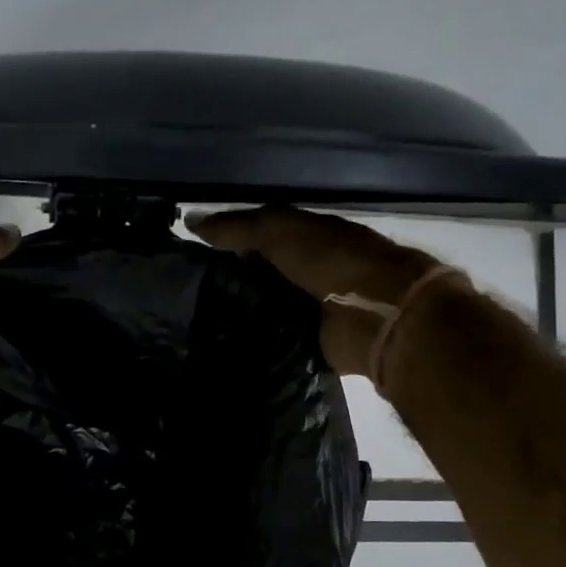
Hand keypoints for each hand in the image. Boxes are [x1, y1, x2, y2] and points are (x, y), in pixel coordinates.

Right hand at [187, 207, 443, 376]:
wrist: (378, 312)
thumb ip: (237, 227)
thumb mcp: (279, 231)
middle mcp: (310, 270)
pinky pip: (276, 340)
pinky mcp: (313, 343)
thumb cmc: (332, 260)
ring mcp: (313, 308)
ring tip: (196, 323)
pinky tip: (223, 345)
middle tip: (186, 295)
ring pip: (266, 309)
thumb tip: (190, 221)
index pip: (260, 237)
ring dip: (240, 314)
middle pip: (261, 275)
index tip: (191, 256)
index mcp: (308, 237)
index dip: (227, 243)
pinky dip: (256, 342)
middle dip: (230, 282)